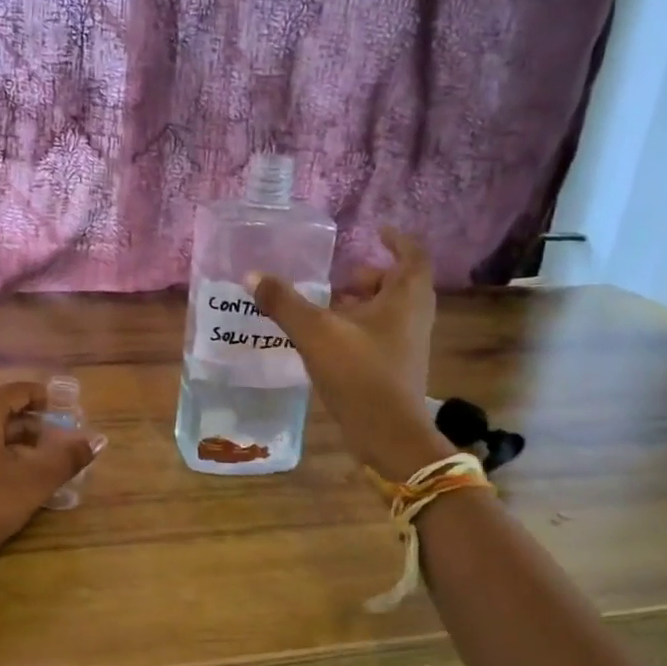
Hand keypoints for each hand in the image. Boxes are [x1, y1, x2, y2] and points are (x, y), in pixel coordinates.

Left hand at [0, 381, 97, 581]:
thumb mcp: (32, 483)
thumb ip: (65, 459)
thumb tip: (94, 442)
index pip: (16, 390)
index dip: (43, 397)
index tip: (66, 412)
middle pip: (2, 411)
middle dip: (34, 424)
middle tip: (61, 441)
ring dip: (17, 443)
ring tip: (42, 464)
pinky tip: (13, 483)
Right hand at [251, 227, 453, 480]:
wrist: (388, 434)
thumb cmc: (359, 373)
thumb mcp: (316, 333)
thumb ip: (284, 303)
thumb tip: (252, 276)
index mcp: (405, 298)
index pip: (412, 255)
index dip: (396, 240)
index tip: (376, 231)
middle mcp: (414, 317)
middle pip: (398, 284)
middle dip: (370, 276)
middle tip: (340, 275)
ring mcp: (408, 345)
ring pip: (389, 311)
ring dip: (362, 303)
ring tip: (327, 305)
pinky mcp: (397, 368)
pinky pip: (381, 334)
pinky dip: (359, 327)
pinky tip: (328, 340)